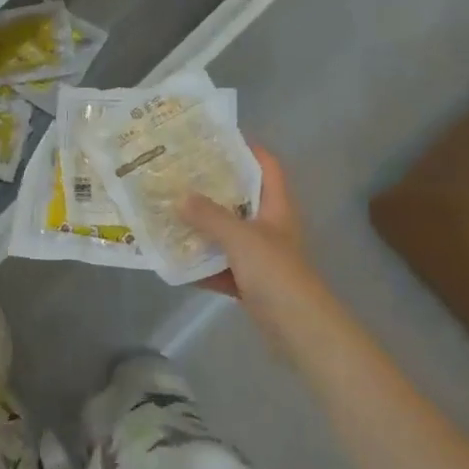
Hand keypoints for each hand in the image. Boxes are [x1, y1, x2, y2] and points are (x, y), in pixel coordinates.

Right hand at [181, 146, 330, 341]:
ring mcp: (259, 256)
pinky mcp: (249, 281)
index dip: (247, 149)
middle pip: (240, 198)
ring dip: (201, 226)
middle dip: (211, 187)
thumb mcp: (241, 238)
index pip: (266, 167)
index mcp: (276, 207)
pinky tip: (174, 259)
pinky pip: (218, 266)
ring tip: (168, 210)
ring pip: (226, 233)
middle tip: (178, 174)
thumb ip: (209, 217)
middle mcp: (268, 226)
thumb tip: (179, 196)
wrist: (299, 328)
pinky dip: (199, 264)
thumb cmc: (276, 273)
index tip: (214, 139)